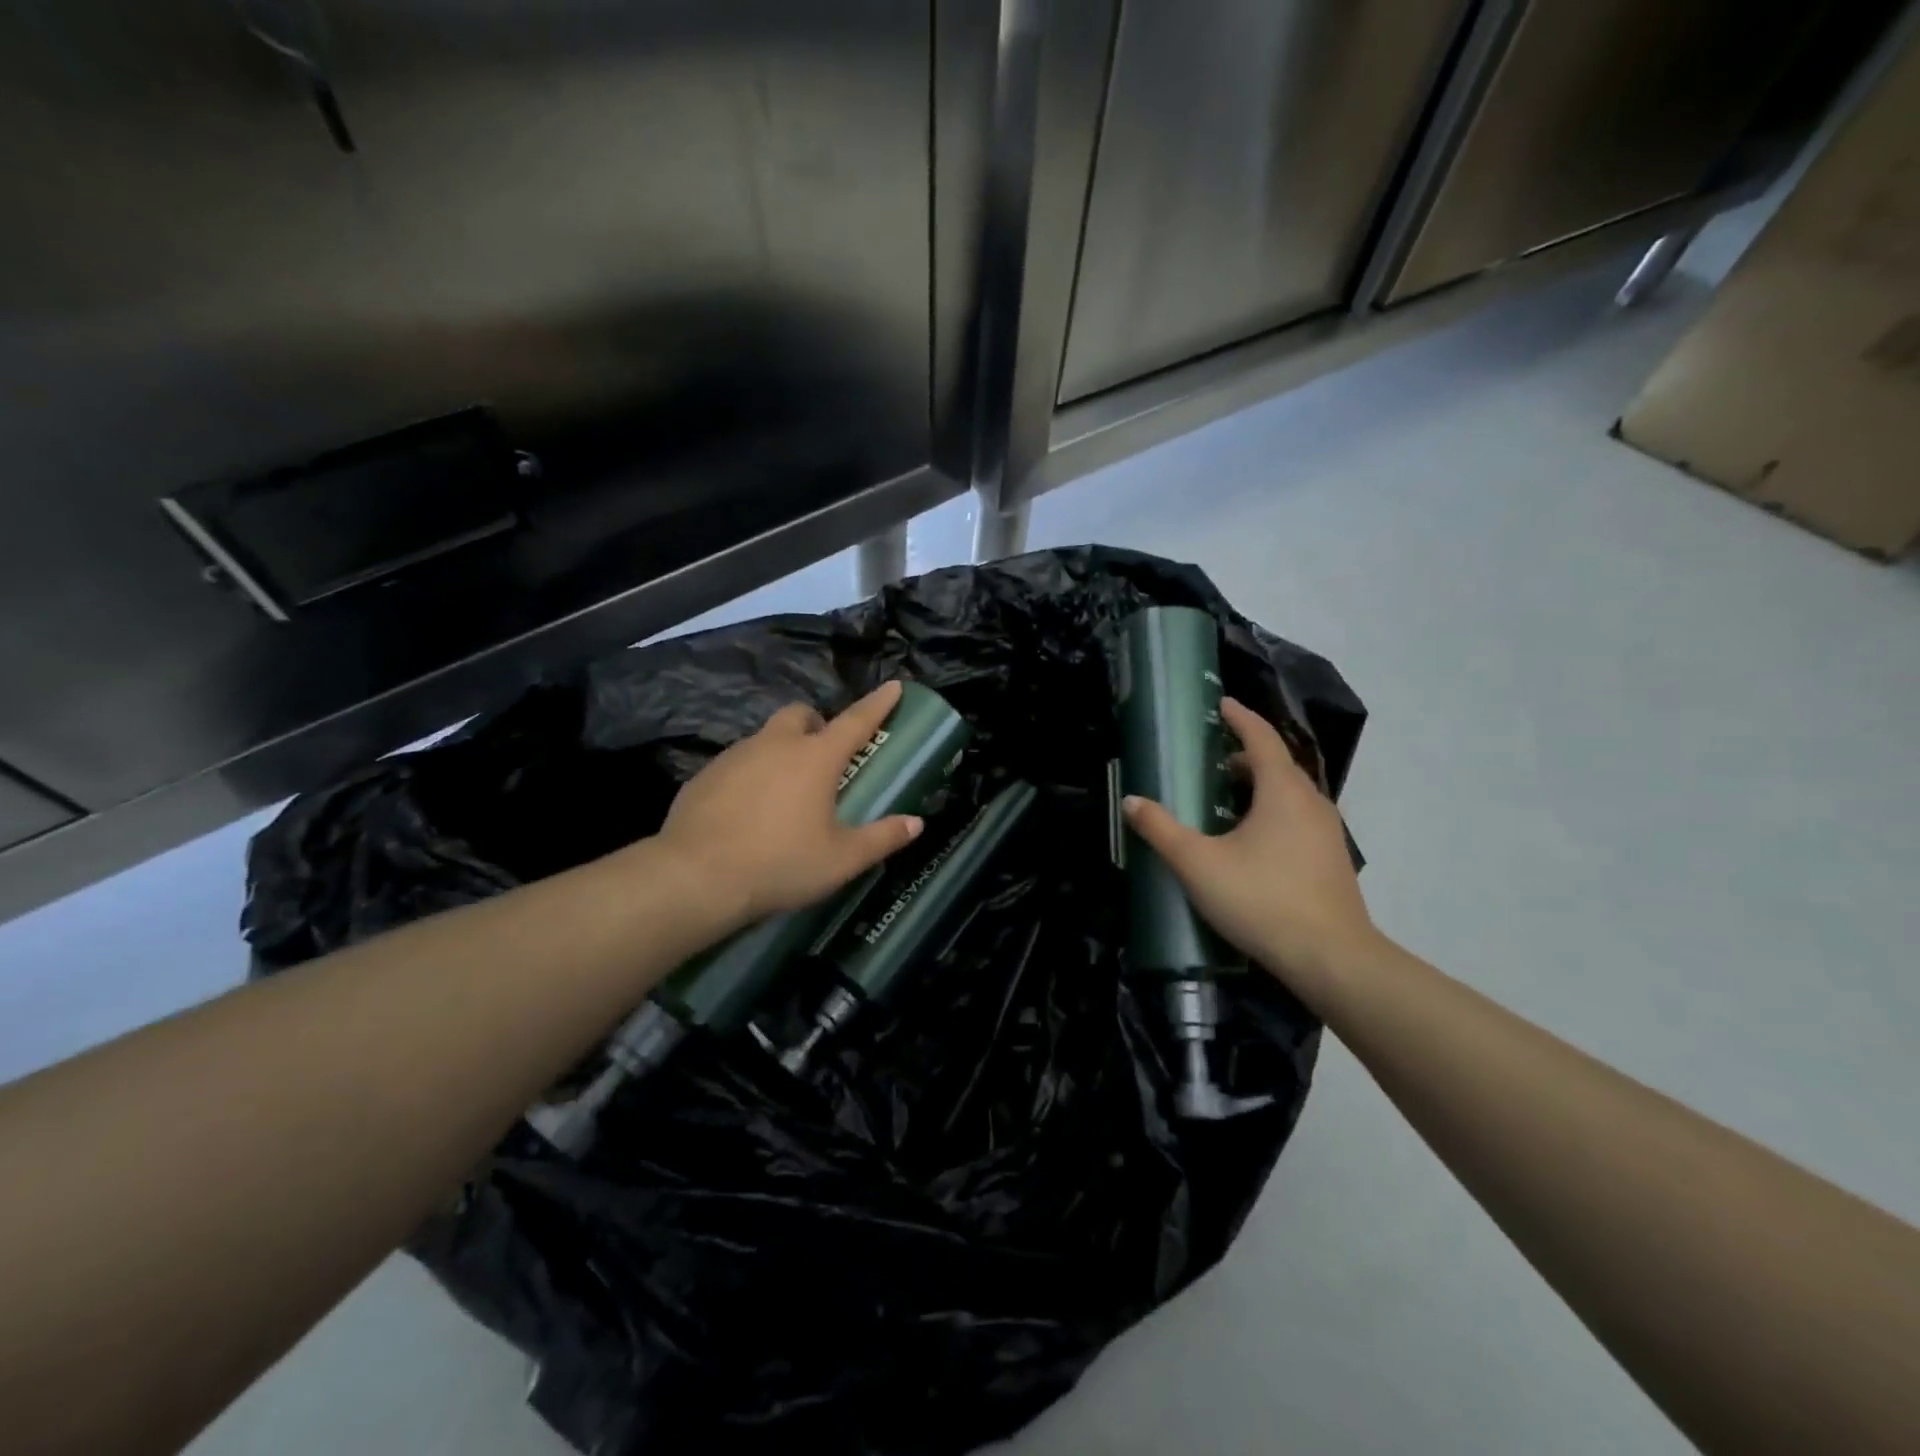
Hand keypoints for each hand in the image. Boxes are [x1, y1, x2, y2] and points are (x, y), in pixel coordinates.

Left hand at [654, 681, 924, 927]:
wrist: (696, 877)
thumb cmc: (780, 863)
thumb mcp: (841, 860)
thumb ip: (882, 838)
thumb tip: (916, 823)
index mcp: (816, 758)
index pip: (856, 721)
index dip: (878, 703)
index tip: (893, 686)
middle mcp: (776, 745)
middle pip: (801, 715)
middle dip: (817, 724)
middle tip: (825, 756)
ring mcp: (735, 756)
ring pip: (766, 738)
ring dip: (782, 751)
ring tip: (786, 792)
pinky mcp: (705, 775)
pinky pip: (737, 763)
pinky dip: (752, 774)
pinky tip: (748, 811)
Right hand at [1123, 698, 1374, 1006]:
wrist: (1332, 958)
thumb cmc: (1262, 900)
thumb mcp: (1198, 864)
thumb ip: (1161, 830)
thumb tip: (1131, 801)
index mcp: (1282, 792)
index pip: (1262, 739)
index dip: (1240, 718)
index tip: (1222, 704)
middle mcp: (1311, 802)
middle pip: (1278, 764)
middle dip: (1246, 754)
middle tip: (1213, 757)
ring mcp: (1327, 833)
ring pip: (1291, 794)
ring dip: (1260, 785)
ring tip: (1227, 796)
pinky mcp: (1331, 860)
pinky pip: (1299, 818)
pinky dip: (1273, 811)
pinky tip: (1252, 839)